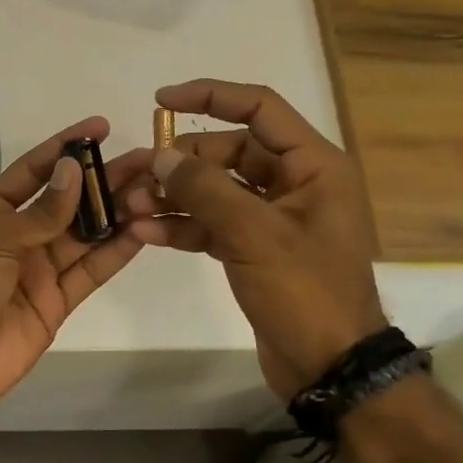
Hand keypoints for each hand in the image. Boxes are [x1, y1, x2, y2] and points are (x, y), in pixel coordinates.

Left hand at [0, 117, 150, 417]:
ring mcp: (38, 270)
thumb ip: (40, 212)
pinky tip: (143, 231)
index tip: (100, 128)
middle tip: (146, 161)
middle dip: (103, 180)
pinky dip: (115, 252)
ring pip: (85, 234)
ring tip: (154, 190)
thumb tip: (74, 170)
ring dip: (117, 213)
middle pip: (67, 202)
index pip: (32, 171)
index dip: (64, 148)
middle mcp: (17, 237)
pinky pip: (90, 271)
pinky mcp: (57, 302)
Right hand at [121, 79, 385, 397]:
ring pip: (217, 191)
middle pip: (230, 152)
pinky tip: (146, 233)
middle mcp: (295, 184)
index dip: (210, 96)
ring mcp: (274, 218)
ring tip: (132, 207)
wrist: (330, 366)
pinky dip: (184, 227)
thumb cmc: (305, 292)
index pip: (259, 108)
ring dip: (176, 197)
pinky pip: (214, 224)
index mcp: (313, 165)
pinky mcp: (255, 249)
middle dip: (182, 163)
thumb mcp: (254, 234)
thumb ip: (205, 190)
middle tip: (139, 175)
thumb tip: (163, 157)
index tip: (161, 102)